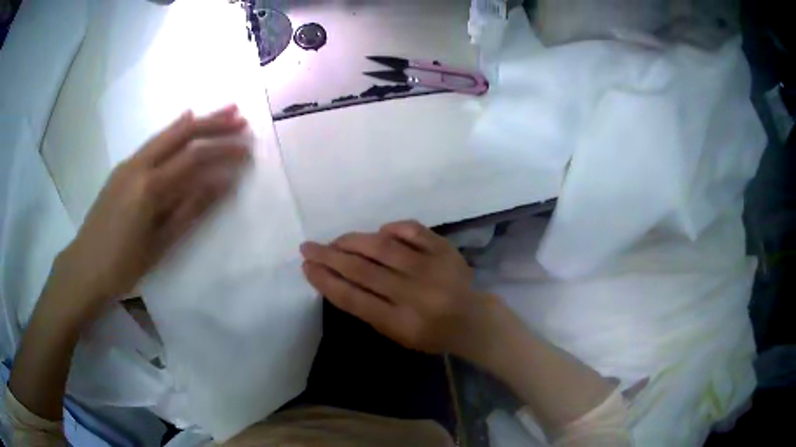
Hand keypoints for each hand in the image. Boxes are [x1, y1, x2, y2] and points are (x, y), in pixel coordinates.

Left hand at [51, 105, 250, 316]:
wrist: (85, 266)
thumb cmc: (123, 265)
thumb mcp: (160, 243)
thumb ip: (190, 209)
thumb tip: (222, 183)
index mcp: (149, 187)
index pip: (193, 159)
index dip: (222, 151)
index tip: (246, 150)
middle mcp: (139, 165)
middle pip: (181, 134)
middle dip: (213, 123)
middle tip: (240, 117)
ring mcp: (128, 163)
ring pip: (166, 133)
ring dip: (196, 121)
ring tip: (221, 112)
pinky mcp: (122, 168)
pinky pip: (153, 142)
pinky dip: (173, 130)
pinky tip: (184, 122)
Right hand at [300, 220, 494, 356]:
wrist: (473, 320)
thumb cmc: (430, 333)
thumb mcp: (396, 334)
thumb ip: (368, 309)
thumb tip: (336, 277)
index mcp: (402, 322)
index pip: (354, 299)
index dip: (326, 281)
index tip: (306, 267)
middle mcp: (415, 294)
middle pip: (363, 270)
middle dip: (329, 257)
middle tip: (308, 248)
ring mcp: (432, 268)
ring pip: (383, 246)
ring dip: (352, 241)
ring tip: (335, 241)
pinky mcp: (445, 249)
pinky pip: (412, 230)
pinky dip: (392, 228)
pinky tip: (379, 233)